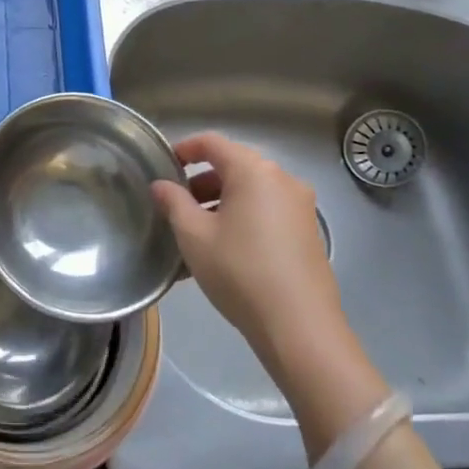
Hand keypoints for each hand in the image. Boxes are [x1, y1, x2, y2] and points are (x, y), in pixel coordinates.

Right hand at [150, 133, 345, 373]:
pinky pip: (267, 212)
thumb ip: (174, 203)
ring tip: (196, 234)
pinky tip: (224, 251)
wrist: (299, 325)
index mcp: (254, 171)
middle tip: (176, 205)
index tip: (164, 165)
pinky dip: (242, 218)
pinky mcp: (308, 232)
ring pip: (251, 192)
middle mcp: (283, 179)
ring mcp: (300, 206)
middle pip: (235, 166)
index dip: (185, 149)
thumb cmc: (239, 271)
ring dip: (221, 203)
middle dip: (202, 182)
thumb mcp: (194, 236)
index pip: (213, 143)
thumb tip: (161, 184)